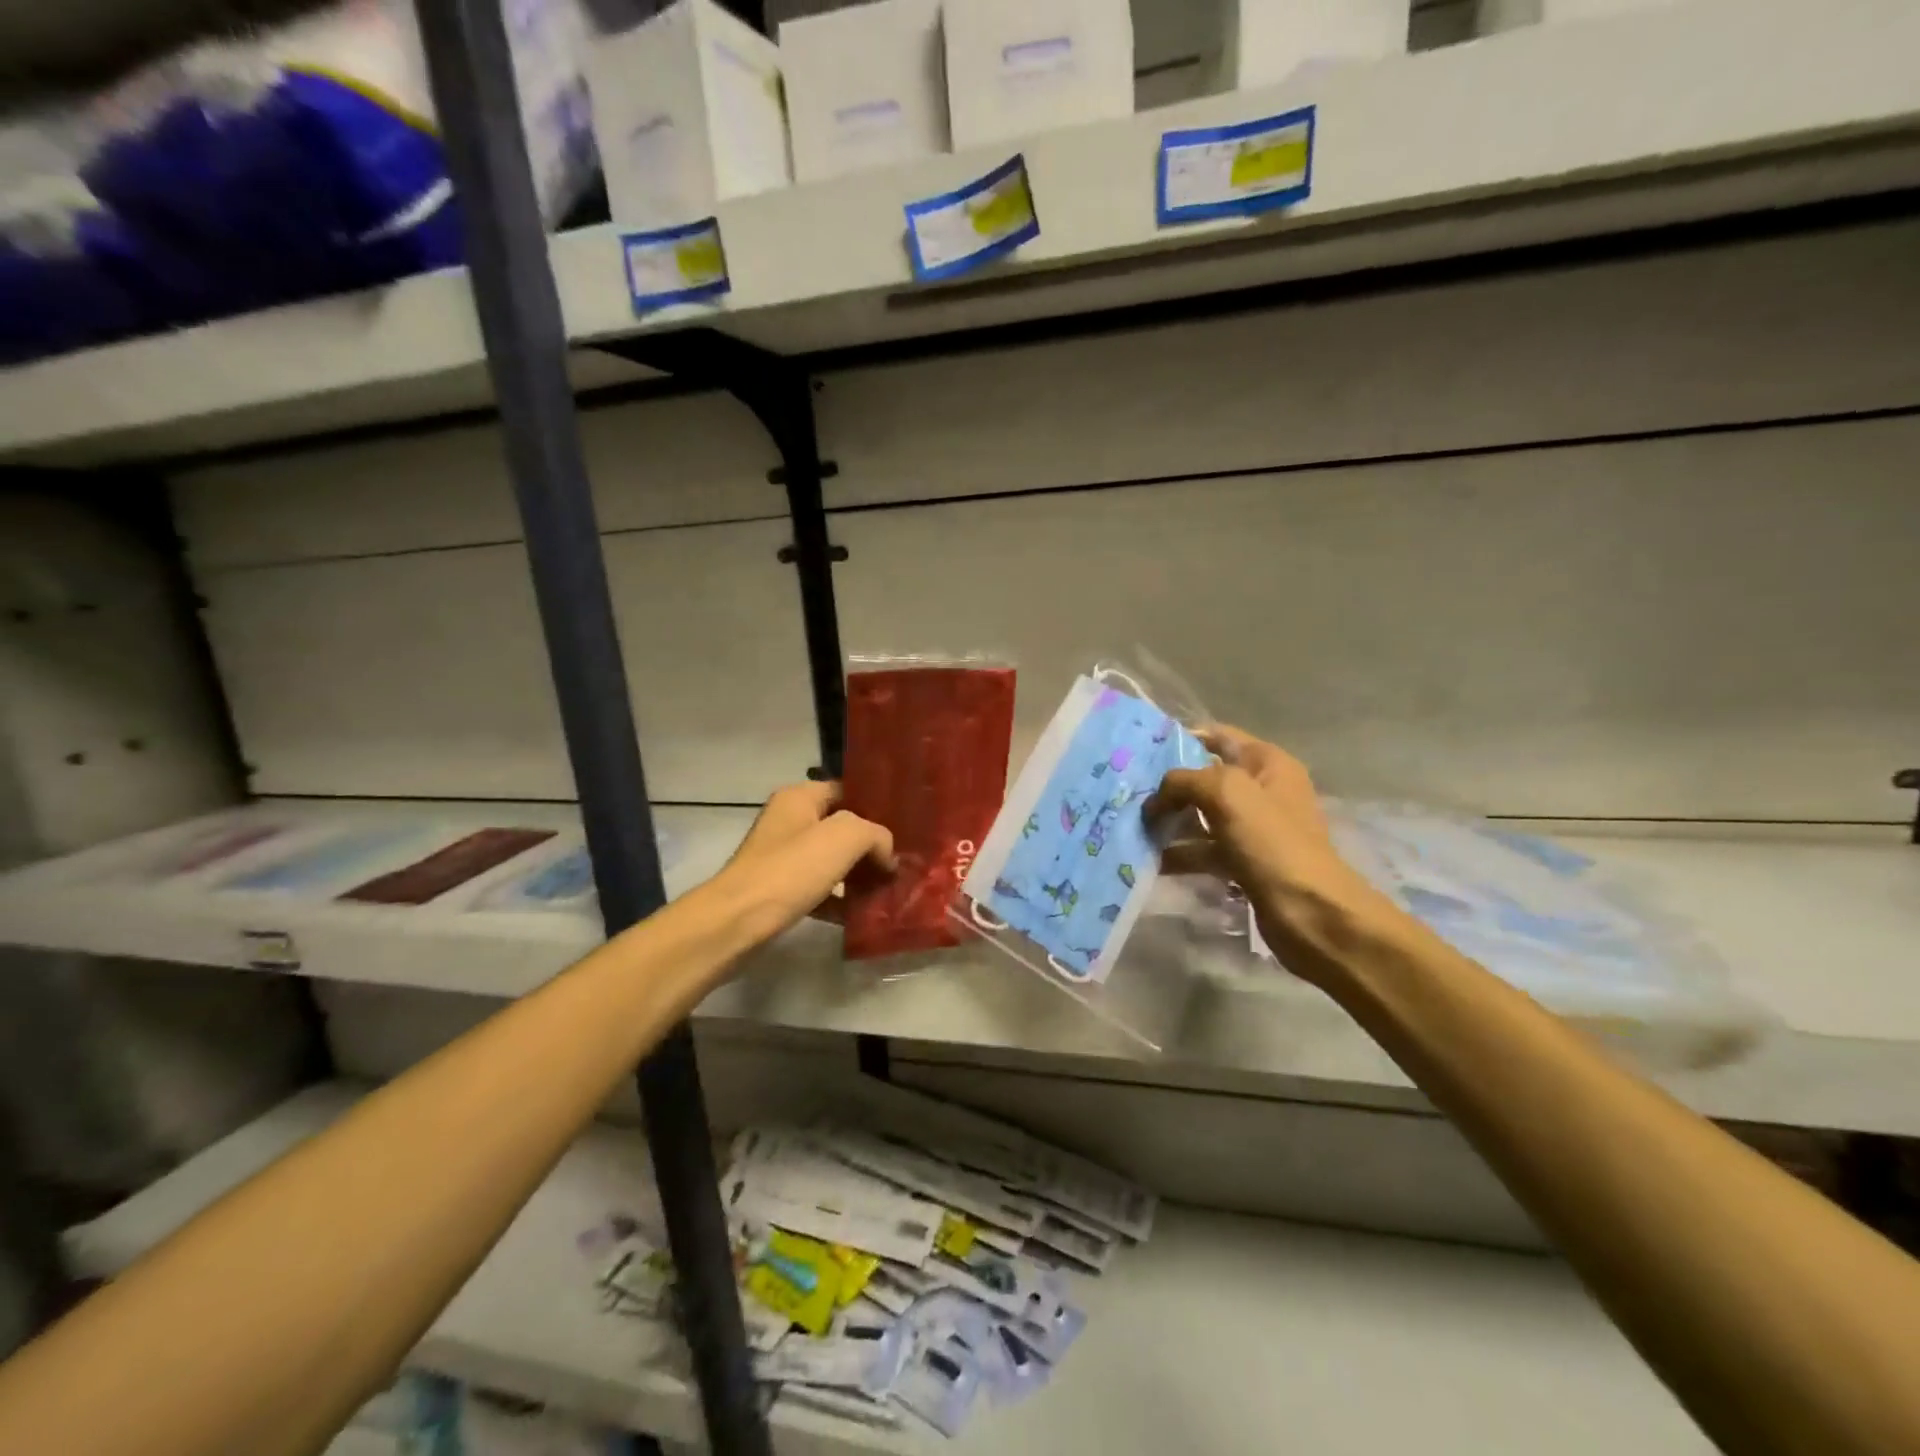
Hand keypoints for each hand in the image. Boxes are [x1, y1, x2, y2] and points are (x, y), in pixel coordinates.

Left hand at [714, 781, 895, 941]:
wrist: (736, 922)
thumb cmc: (790, 870)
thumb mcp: (844, 837)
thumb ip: (876, 835)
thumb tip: (887, 855)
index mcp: (800, 797)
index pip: (848, 790)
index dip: (876, 806)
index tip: (904, 828)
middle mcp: (789, 821)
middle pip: (842, 827)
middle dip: (871, 845)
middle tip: (901, 862)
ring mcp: (782, 857)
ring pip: (833, 860)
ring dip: (859, 874)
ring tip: (889, 889)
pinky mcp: (780, 890)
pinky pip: (820, 889)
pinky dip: (840, 900)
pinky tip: (861, 914)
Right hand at [1147, 726, 1379, 980]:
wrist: (1311, 912)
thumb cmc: (1272, 843)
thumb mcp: (1226, 793)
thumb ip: (1184, 781)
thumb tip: (1156, 796)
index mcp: (1267, 763)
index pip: (1217, 737)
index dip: (1180, 739)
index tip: (1141, 752)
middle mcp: (1262, 790)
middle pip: (1205, 778)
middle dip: (1168, 786)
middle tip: (1129, 793)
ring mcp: (1254, 829)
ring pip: (1201, 817)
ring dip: (1170, 822)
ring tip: (1132, 828)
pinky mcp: (1245, 862)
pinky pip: (1205, 850)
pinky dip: (1180, 854)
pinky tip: (1150, 861)